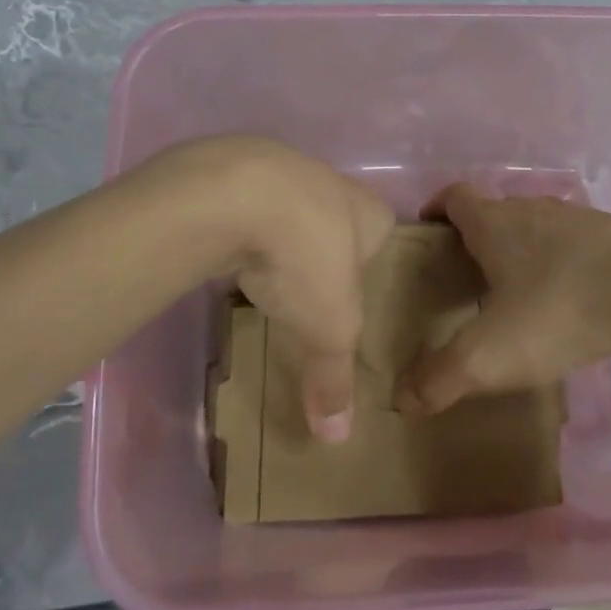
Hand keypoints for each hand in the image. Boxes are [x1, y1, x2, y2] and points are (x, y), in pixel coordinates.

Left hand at [139, 137, 393, 441]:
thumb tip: (336, 439)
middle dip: (322, 251)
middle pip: (334, 219)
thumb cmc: (307, 256)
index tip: (357, 290)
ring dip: (278, 238)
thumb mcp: (329, 329)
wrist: (234, 194)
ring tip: (266, 277)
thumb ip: (334, 378)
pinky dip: (240, 230)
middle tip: (310, 292)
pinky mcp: (234, 173)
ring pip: (287, 210)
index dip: (372, 259)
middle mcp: (330, 182)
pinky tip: (228, 255)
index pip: (382, 230)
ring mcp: (280, 170)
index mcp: (369, 211)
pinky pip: (245, 207)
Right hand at [395, 184, 610, 414]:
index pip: (453, 196)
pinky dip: (562, 264)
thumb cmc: (558, 309)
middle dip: (477, 239)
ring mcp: (576, 218)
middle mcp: (530, 208)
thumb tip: (402, 398)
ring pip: (536, 227)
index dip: (437, 209)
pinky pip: (573, 245)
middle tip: (467, 280)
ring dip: (522, 251)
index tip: (429, 235)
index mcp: (493, 222)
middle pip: (494, 212)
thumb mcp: (491, 354)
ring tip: (518, 295)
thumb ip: (441, 377)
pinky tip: (569, 301)